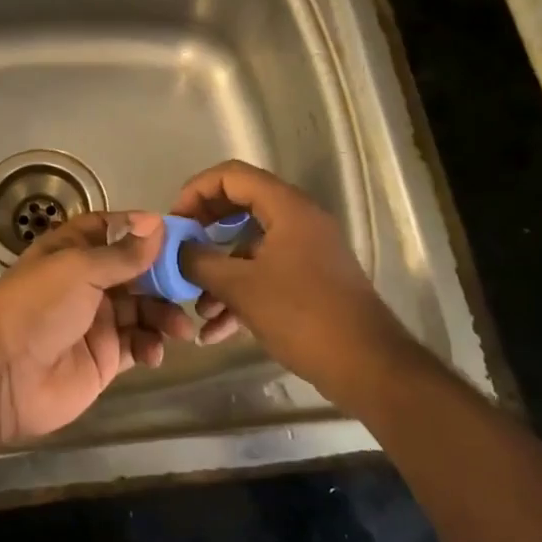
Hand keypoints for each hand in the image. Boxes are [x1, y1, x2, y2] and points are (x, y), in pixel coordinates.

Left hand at [0, 211, 195, 444]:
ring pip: (143, 309)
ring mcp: (97, 321)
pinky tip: (153, 352)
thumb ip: (123, 253)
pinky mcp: (105, 358)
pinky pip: (138, 345)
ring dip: (164, 314)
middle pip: (135, 271)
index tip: (176, 234)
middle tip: (193, 284)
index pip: (111, 230)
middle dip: (164, 277)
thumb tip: (158, 223)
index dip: (141, 230)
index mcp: (72, 251)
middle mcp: (86, 282)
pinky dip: (151, 346)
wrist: (2, 375)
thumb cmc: (37, 306)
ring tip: (179, 328)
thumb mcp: (79, 268)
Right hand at [173, 161, 407, 394]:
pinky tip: (215, 331)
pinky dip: (239, 295)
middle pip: (239, 208)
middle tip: (179, 253)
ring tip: (195, 306)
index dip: (196, 192)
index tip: (175, 223)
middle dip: (204, 232)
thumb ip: (199, 262)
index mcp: (287, 207)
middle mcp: (298, 220)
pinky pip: (264, 275)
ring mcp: (306, 251)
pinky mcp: (309, 281)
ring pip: (249, 248)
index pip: (232, 175)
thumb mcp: (241, 287)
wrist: (367, 366)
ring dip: (218, 273)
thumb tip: (174, 249)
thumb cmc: (302, 315)